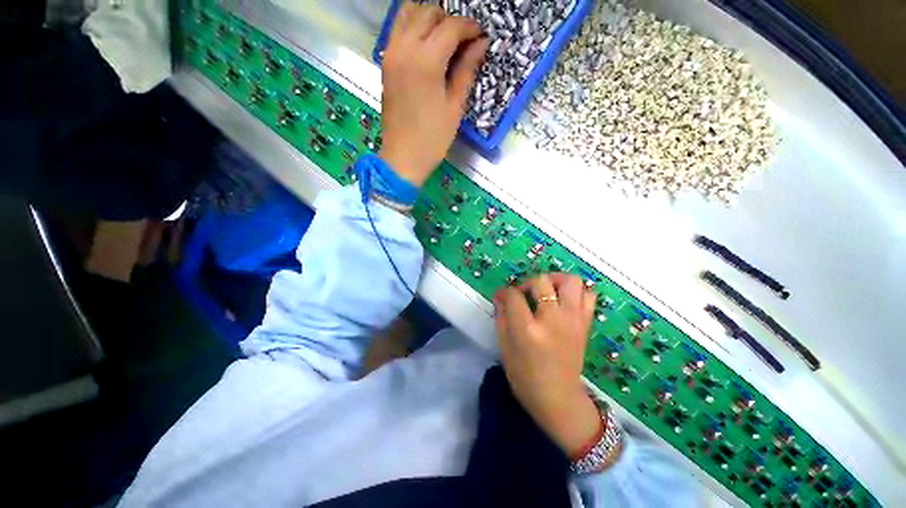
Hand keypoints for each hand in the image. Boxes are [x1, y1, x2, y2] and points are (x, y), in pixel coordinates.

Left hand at [379, 4, 488, 186]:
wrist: (403, 157)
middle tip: (463, 41)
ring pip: (408, 14)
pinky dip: (413, 27)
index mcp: (426, 61)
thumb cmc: (433, 139)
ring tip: (444, 39)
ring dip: (428, 18)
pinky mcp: (385, 63)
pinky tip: (426, 45)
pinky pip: (398, 29)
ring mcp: (391, 54)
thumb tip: (481, 44)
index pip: (451, 27)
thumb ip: (466, 70)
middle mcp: (405, 48)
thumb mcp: (455, 107)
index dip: (469, 28)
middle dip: (449, 20)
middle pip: (428, 12)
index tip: (480, 37)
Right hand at [493, 274, 603, 457]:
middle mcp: (553, 320)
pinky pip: (588, 295)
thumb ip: (501, 316)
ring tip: (547, 290)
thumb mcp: (504, 346)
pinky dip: (576, 292)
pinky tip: (564, 301)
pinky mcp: (585, 324)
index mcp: (528, 329)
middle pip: (541, 281)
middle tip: (524, 294)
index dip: (505, 292)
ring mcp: (573, 320)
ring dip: (555, 280)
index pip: (514, 295)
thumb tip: (500, 296)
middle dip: (528, 282)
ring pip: (571, 281)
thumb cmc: (524, 376)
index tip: (502, 296)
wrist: (558, 398)